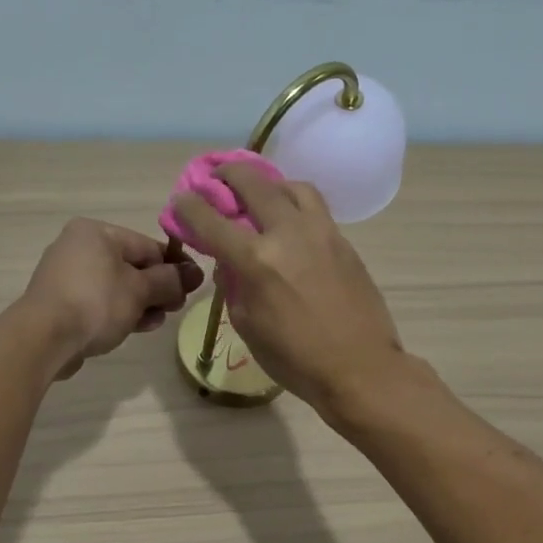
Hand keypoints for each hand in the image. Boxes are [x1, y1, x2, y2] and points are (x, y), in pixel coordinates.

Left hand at [22, 219, 203, 379]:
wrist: (44, 339)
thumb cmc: (96, 303)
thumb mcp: (141, 290)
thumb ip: (170, 280)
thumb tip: (195, 274)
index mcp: (96, 232)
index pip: (147, 245)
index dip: (174, 266)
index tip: (193, 287)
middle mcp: (78, 247)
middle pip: (131, 266)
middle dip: (156, 289)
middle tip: (175, 308)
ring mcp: (66, 276)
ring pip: (116, 287)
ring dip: (141, 304)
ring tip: (156, 322)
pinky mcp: (60, 303)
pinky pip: (99, 303)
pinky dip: (119, 312)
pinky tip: (136, 328)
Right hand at [173, 164, 404, 411]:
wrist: (361, 367)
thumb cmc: (296, 359)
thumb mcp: (248, 326)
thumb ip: (234, 286)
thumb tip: (230, 263)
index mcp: (257, 261)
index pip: (211, 219)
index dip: (189, 206)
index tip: (182, 200)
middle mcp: (288, 234)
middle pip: (253, 183)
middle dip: (227, 175)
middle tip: (218, 179)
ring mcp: (321, 232)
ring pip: (291, 185)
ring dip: (268, 183)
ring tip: (261, 196)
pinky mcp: (343, 241)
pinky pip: (314, 207)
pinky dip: (294, 203)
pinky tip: (289, 222)